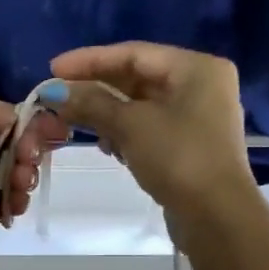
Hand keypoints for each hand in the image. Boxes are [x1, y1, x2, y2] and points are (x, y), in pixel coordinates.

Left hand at [0, 91, 65, 269]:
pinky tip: (15, 203)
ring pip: (12, 172)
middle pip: (11, 142)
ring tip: (19, 183)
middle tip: (28, 159)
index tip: (52, 131)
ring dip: (25, 174)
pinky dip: (17, 201)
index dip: (28, 121)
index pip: (1, 114)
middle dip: (30, 148)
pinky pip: (6, 201)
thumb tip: (13, 118)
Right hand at [46, 42, 253, 217]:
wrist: (215, 216)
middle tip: (58, 97)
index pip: (133, 53)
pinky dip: (124, 130)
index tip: (53, 69)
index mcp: (195, 68)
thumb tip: (54, 92)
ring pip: (140, 103)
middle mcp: (200, 84)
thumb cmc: (177, 158)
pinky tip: (105, 144)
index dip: (89, 60)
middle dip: (96, 88)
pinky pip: (148, 125)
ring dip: (106, 111)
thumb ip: (91, 103)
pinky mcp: (189, 143)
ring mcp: (197, 116)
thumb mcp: (130, 125)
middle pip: (137, 77)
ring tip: (74, 121)